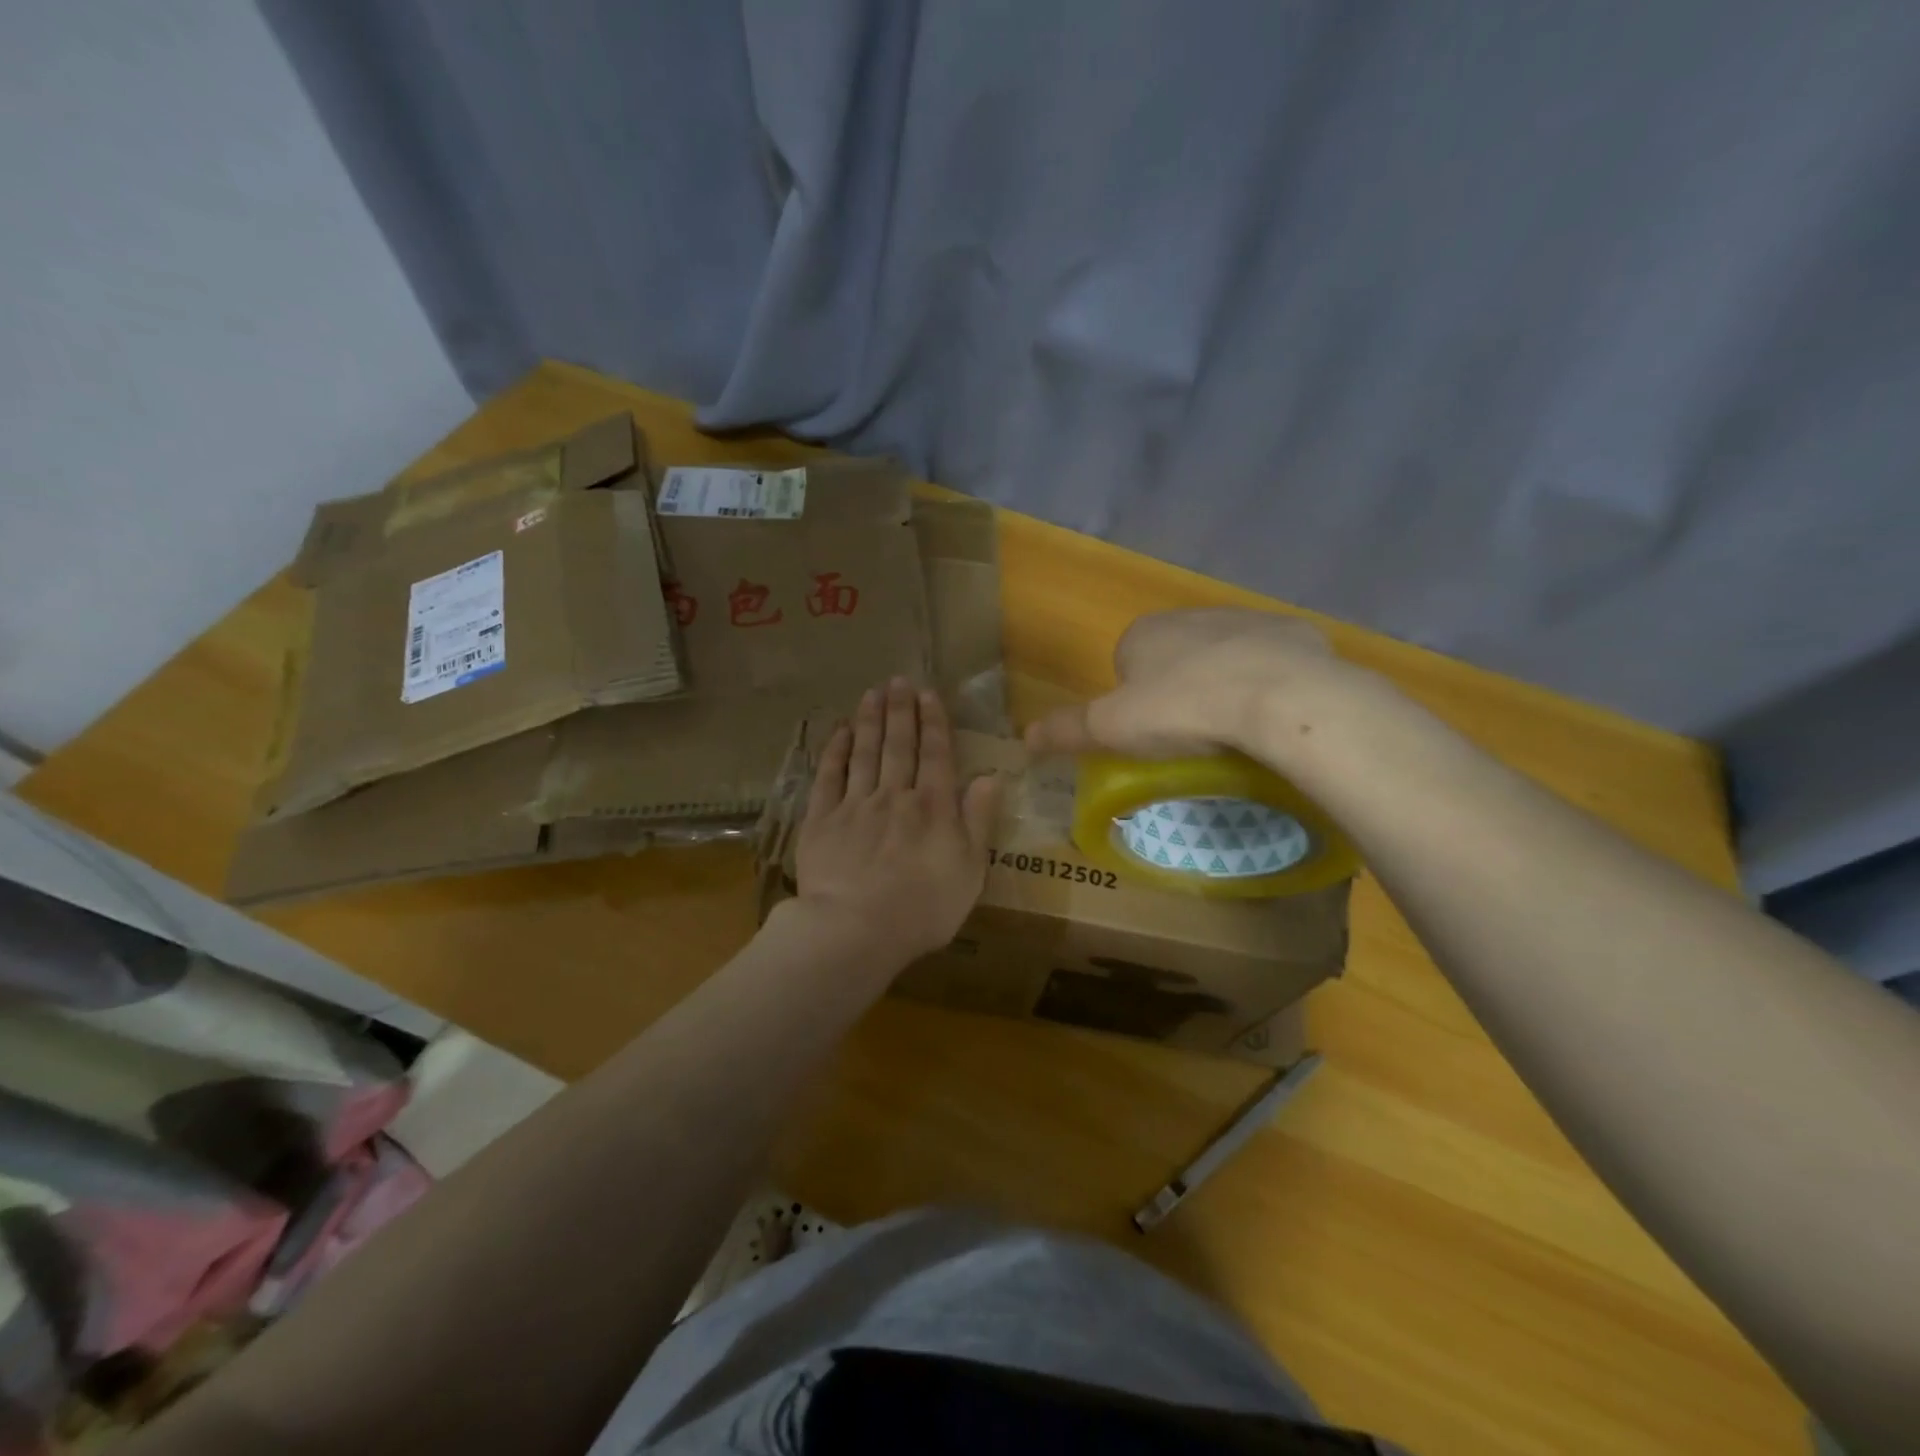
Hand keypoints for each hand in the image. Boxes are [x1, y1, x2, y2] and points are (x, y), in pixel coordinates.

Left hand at [794, 677, 1000, 965]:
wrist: (856, 929)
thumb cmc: (923, 908)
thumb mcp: (970, 871)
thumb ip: (979, 821)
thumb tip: (991, 777)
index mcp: (933, 807)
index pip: (936, 755)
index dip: (934, 722)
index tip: (929, 694)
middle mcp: (895, 796)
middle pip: (899, 745)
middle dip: (901, 710)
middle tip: (898, 680)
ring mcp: (855, 805)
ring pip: (865, 753)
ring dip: (870, 721)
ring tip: (872, 693)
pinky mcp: (822, 820)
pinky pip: (829, 777)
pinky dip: (835, 751)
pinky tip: (840, 732)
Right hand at [1025, 608, 1349, 758]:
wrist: (1280, 697)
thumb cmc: (1183, 711)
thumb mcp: (1112, 729)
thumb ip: (1067, 731)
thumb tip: (1024, 739)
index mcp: (1144, 633)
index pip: (1126, 663)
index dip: (1134, 700)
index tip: (1150, 732)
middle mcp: (1192, 616)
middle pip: (1176, 658)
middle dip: (1179, 690)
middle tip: (1190, 735)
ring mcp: (1247, 620)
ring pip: (1225, 657)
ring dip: (1224, 684)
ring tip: (1234, 730)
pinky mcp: (1294, 633)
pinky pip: (1274, 662)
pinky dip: (1271, 684)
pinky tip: (1274, 715)